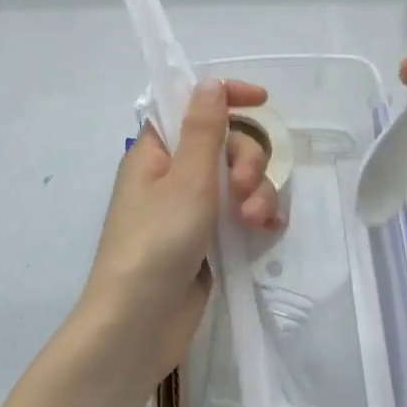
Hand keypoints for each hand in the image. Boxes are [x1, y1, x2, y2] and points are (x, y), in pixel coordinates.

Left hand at [76, 78, 276, 385]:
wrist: (138, 325)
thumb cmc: (156, 242)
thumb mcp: (187, 178)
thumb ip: (204, 128)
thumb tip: (209, 82)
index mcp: (157, 152)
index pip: (191, 108)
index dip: (225, 98)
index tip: (261, 100)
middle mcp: (173, 176)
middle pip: (225, 145)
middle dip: (247, 160)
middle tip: (245, 188)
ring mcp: (192, 210)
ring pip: (239, 182)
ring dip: (256, 194)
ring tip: (253, 222)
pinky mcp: (209, 241)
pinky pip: (241, 215)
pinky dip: (257, 217)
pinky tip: (267, 231)